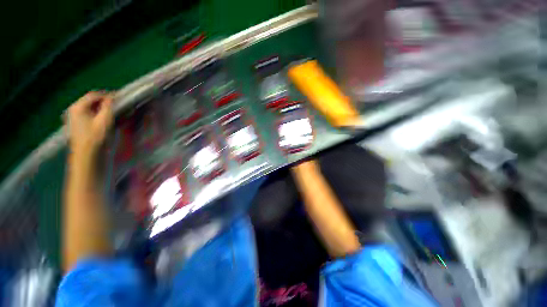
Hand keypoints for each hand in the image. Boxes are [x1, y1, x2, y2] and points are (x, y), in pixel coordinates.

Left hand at [67, 91, 113, 158]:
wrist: (87, 156)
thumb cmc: (96, 137)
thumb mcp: (105, 120)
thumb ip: (108, 107)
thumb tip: (112, 98)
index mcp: (78, 107)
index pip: (94, 95)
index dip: (107, 95)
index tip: (120, 98)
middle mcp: (74, 110)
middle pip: (91, 102)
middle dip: (105, 103)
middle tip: (118, 106)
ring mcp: (74, 119)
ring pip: (91, 109)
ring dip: (103, 109)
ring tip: (115, 113)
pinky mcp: (78, 126)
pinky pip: (89, 116)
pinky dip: (99, 115)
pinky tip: (107, 121)